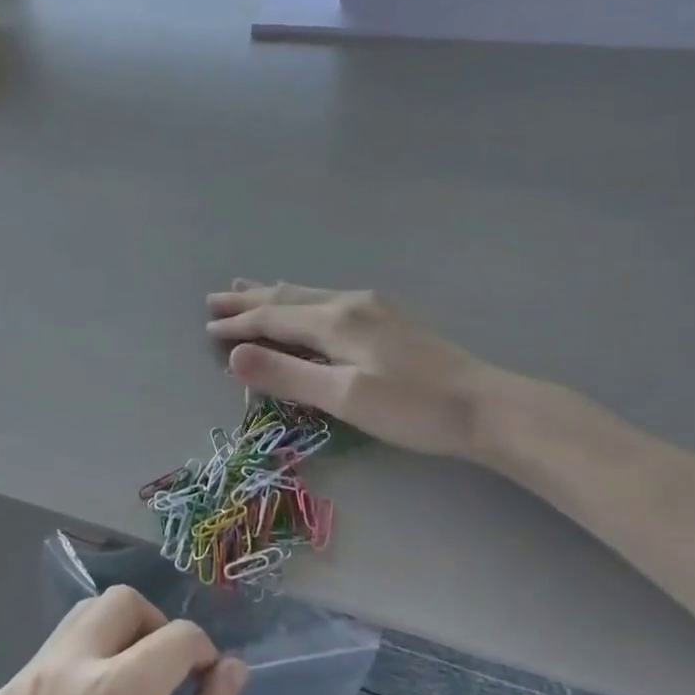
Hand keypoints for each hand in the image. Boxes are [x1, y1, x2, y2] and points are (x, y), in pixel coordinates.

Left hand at [0, 588, 247, 694]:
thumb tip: (231, 668)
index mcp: (117, 691)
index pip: (177, 635)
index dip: (203, 651)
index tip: (206, 681)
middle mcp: (68, 665)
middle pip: (123, 602)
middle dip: (157, 625)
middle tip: (167, 674)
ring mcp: (28, 677)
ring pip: (82, 616)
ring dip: (116, 634)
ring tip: (128, 689)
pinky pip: (53, 651)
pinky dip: (82, 659)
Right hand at [207, 281, 504, 458]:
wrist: (487, 406)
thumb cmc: (413, 408)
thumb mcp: (344, 397)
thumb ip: (287, 375)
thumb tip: (233, 355)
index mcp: (335, 321)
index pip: (273, 318)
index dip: (238, 324)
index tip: (207, 328)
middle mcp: (350, 303)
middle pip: (288, 297)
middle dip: (250, 299)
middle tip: (215, 297)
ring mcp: (373, 307)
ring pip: (309, 294)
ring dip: (274, 293)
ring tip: (248, 285)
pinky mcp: (389, 319)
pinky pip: (328, 299)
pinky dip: (301, 299)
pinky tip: (308, 301)